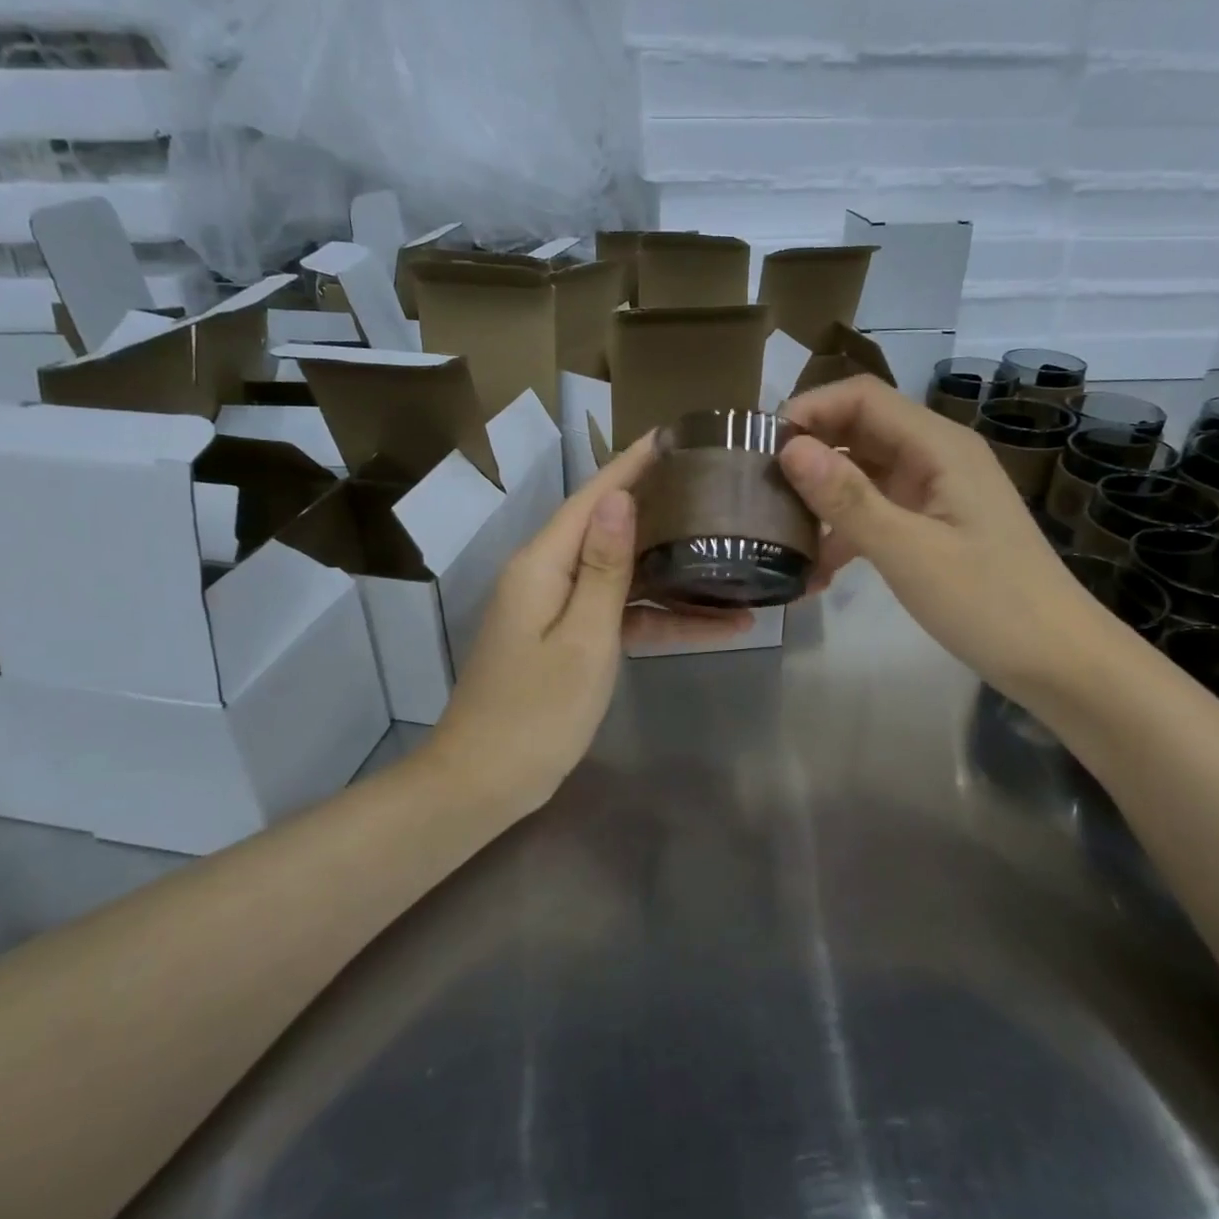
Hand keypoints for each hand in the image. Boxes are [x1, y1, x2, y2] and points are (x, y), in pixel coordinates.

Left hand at [424, 433, 750, 816]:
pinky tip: (713, 624)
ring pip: (622, 575)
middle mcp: (546, 574)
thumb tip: (620, 498)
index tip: (674, 436)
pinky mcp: (566, 639)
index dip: (632, 464)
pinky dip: (657, 618)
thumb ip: (605, 569)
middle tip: (716, 491)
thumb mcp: (584, 639)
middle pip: (609, 529)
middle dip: (661, 510)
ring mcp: (555, 609)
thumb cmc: (536, 712)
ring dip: (673, 573)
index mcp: (543, 564)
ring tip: (733, 558)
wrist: (484, 782)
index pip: (593, 497)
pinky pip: (617, 615)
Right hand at [778, 376, 1106, 691]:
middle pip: (860, 432)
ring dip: (823, 500)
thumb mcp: (909, 551)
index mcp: (939, 446)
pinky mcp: (933, 526)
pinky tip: (817, 574)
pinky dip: (845, 533)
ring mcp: (936, 493)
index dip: (809, 410)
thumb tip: (789, 449)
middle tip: (760, 492)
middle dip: (809, 455)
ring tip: (780, 536)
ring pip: (864, 475)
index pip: (863, 397)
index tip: (760, 448)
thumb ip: (848, 499)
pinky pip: (878, 512)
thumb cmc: (988, 602)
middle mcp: (936, 457)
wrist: (1056, 659)